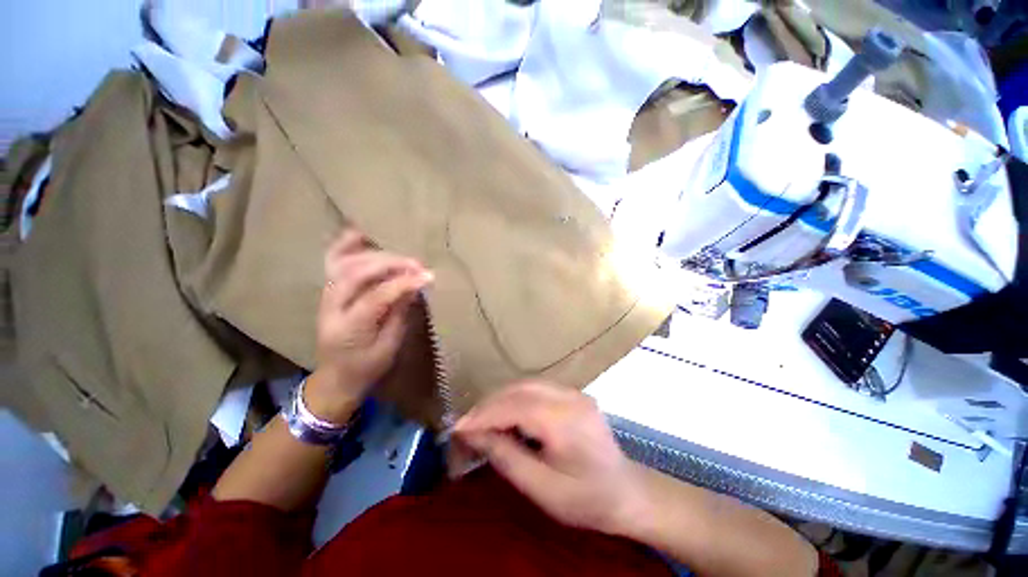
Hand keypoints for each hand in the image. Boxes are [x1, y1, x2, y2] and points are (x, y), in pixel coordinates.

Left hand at [307, 230, 432, 421]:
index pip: (375, 297)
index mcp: (348, 329)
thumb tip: (414, 286)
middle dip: (391, 265)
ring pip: (345, 263)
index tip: (428, 276)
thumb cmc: (366, 367)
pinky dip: (347, 245)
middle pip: (357, 274)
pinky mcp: (328, 289)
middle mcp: (331, 307)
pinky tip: (363, 234)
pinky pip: (334, 261)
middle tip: (418, 265)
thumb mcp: (389, 348)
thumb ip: (399, 314)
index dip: (402, 283)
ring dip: (376, 255)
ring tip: (403, 256)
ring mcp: (326, 296)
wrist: (336, 376)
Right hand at [454, 382, 647, 535]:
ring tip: (482, 420)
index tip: (458, 428)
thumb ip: (506, 457)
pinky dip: (516, 398)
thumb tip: (473, 434)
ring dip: (501, 398)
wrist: (627, 493)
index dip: (484, 415)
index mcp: (566, 421)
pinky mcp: (574, 393)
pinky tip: (507, 414)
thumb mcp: (542, 489)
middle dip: (490, 404)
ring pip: (527, 383)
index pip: (516, 407)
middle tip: (468, 425)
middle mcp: (571, 397)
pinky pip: (537, 388)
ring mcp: (575, 392)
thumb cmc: (586, 500)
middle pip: (521, 389)